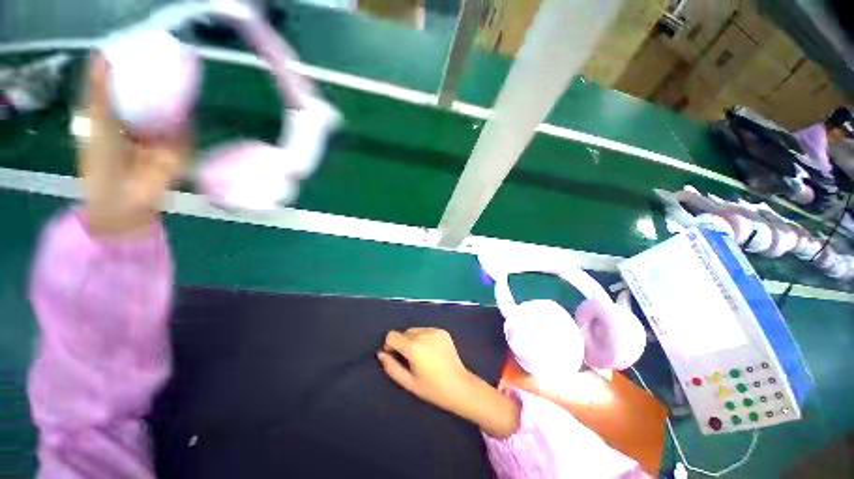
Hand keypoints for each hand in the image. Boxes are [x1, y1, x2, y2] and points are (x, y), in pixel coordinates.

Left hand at [76, 54, 188, 235]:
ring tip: (180, 74)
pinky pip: (185, 130)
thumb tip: (102, 56)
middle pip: (153, 100)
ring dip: (175, 98)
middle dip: (159, 83)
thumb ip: (100, 92)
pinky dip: (187, 117)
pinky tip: (188, 99)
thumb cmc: (102, 160)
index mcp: (118, 119)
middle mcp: (141, 126)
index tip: (141, 54)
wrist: (126, 197)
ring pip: (171, 113)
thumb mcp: (96, 120)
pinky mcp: (179, 150)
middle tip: (165, 60)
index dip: (134, 73)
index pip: (129, 91)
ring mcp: (162, 139)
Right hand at [377, 328, 519, 437]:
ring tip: (423, 356)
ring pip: (415, 330)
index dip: (390, 345)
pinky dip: (424, 338)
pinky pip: (426, 331)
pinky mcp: (443, 331)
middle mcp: (423, 334)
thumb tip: (381, 353)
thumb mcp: (408, 382)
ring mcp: (435, 331)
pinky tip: (432, 352)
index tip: (395, 356)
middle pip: (404, 332)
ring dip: (413, 340)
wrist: (460, 386)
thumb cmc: (432, 389)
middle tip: (411, 360)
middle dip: (403, 343)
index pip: (392, 335)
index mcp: (413, 346)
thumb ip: (391, 367)